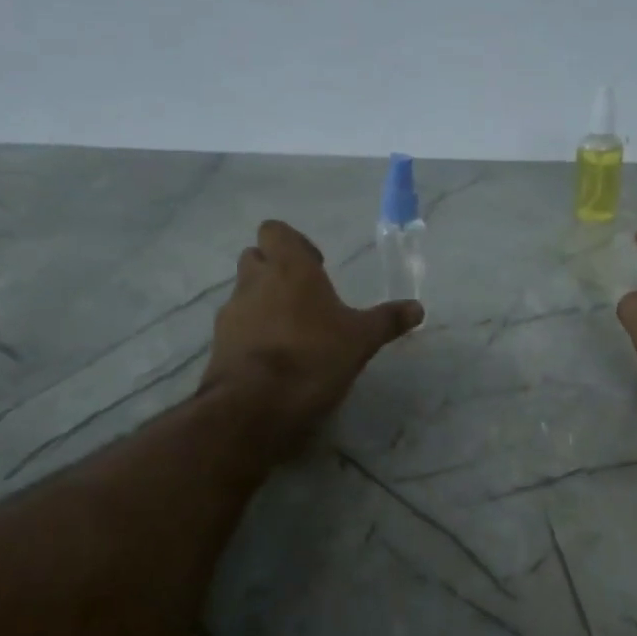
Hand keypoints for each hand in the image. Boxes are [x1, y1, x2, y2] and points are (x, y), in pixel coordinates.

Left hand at [202, 220, 423, 453]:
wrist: (255, 404)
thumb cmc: (313, 357)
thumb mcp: (361, 340)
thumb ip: (387, 320)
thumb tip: (418, 308)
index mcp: (289, 268)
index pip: (276, 231)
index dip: (294, 244)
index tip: (316, 268)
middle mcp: (254, 281)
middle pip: (255, 258)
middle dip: (275, 270)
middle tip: (303, 297)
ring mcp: (231, 312)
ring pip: (244, 292)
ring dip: (262, 302)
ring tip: (290, 332)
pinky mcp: (218, 344)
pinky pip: (236, 327)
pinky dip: (251, 333)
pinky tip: (272, 359)